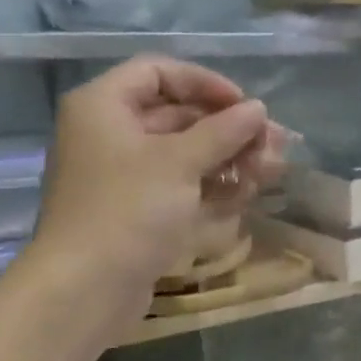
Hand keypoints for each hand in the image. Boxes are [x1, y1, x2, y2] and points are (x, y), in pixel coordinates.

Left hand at [19, 56, 281, 338]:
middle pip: (179, 114)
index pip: (159, 72)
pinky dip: (213, 184)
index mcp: (104, 106)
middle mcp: (111, 133)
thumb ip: (223, 131)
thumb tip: (258, 109)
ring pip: (186, 152)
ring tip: (269, 171)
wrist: (87, 288)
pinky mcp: (139, 208)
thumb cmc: (129, 210)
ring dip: (230, 158)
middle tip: (274, 144)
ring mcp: (125, 173)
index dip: (206, 84)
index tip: (245, 106)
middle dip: (229, 129)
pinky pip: (181, 183)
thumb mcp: (180, 162)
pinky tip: (246, 194)